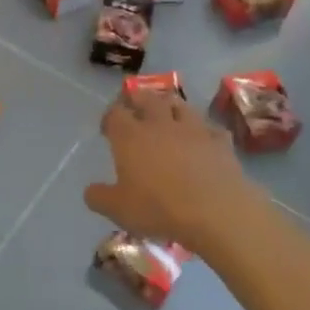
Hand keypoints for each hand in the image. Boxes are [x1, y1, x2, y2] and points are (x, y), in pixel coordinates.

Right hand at [85, 91, 260, 256]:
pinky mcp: (219, 141)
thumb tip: (90, 191)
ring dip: (170, 106)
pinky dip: (203, 130)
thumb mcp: (118, 210)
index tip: (107, 129)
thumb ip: (99, 197)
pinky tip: (203, 139)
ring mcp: (193, 129)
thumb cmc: (159, 208)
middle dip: (138, 99)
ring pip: (179, 105)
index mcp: (130, 136)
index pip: (115, 113)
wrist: (216, 212)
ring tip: (167, 114)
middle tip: (134, 107)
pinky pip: (210, 128)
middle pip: (146, 98)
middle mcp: (160, 124)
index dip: (109, 117)